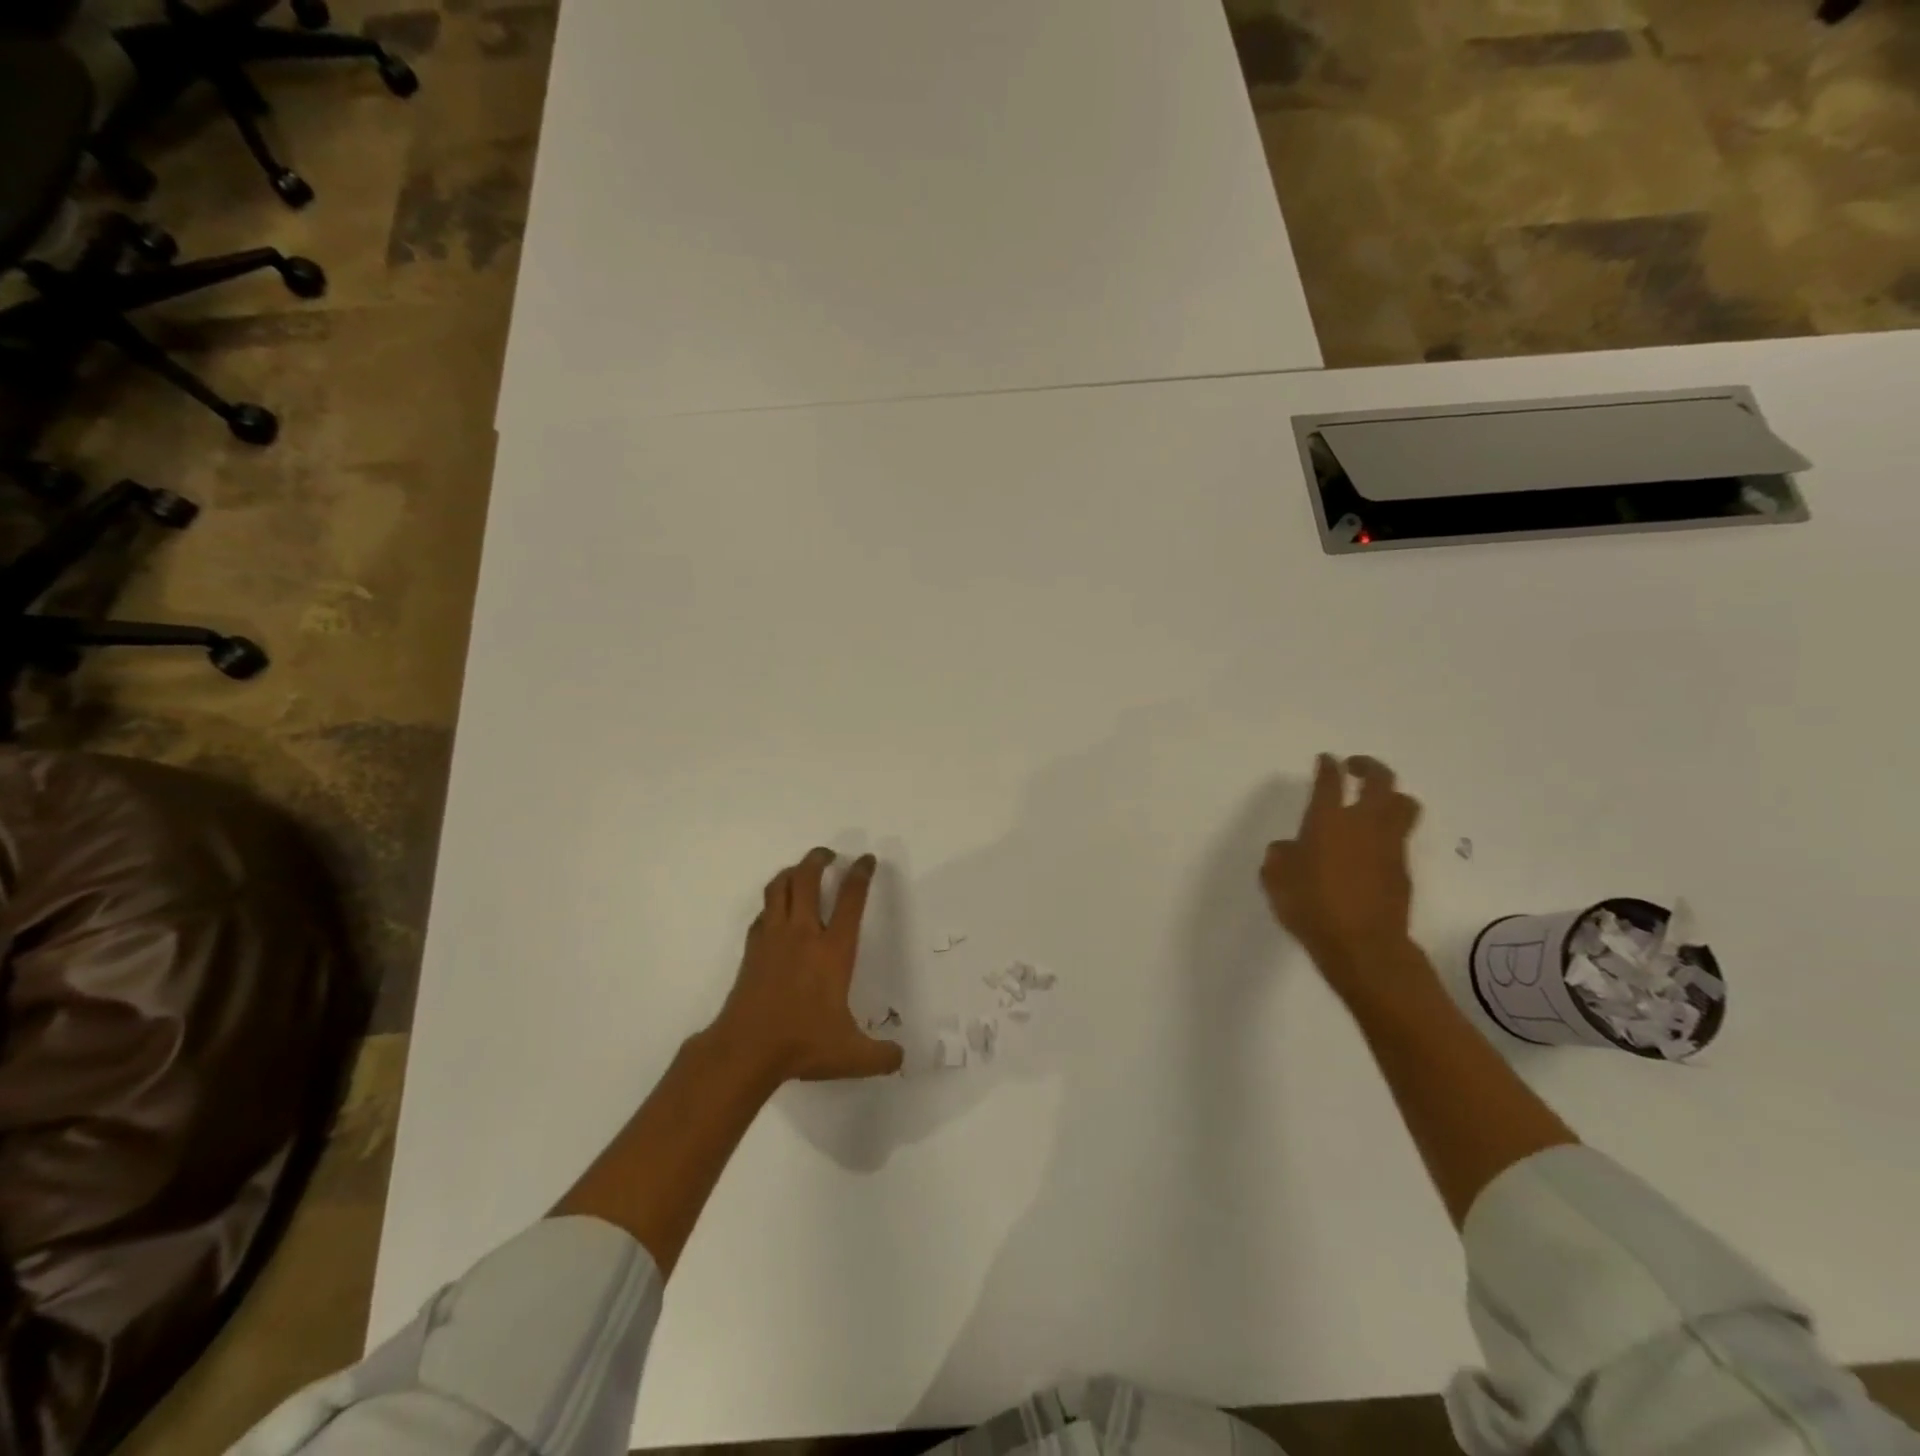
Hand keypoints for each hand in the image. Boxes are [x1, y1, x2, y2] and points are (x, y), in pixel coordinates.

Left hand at [708, 848, 904, 1085]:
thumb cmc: (802, 1044)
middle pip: (808, 879)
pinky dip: (773, 903)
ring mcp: (774, 938)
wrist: (746, 1050)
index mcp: (833, 951)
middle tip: (829, 854)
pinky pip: (763, 913)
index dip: (860, 874)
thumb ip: (881, 1056)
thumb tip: (901, 1058)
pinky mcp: (753, 949)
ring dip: (792, 872)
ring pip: (780, 888)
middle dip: (819, 859)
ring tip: (802, 870)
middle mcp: (803, 934)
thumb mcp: (851, 1056)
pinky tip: (778, 911)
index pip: (851, 899)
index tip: (865, 860)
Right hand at [1262, 755, 1421, 991]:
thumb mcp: (1276, 880)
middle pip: (1380, 780)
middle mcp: (1362, 824)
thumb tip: (1288, 848)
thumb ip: (1279, 857)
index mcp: (1327, 821)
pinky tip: (1375, 843)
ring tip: (1377, 801)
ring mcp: (1389, 844)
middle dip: (1369, 767)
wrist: (1362, 944)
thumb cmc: (1311, 906)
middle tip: (1356, 767)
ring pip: (1403, 804)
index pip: (1330, 782)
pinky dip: (1391, 830)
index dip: (1328, 767)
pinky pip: (1402, 835)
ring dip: (1391, 795)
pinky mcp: (1403, 868)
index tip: (1326, 760)